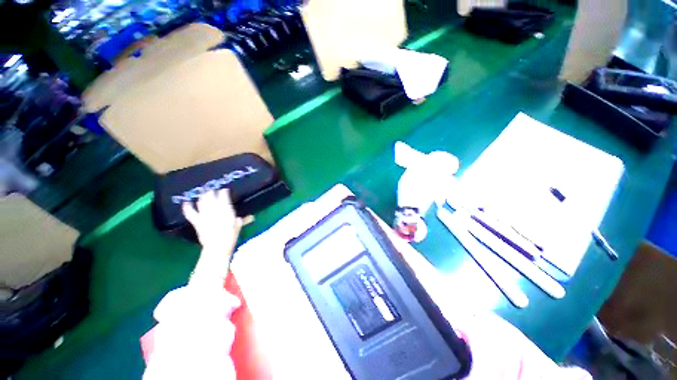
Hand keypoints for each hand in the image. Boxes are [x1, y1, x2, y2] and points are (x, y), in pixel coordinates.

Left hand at [182, 189, 242, 251]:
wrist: (218, 246)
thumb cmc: (231, 236)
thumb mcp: (238, 226)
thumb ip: (243, 220)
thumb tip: (252, 217)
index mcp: (227, 210)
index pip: (224, 198)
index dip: (224, 192)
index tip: (224, 190)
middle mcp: (215, 210)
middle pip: (212, 198)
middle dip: (212, 193)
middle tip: (212, 189)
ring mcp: (205, 215)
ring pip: (202, 203)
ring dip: (202, 197)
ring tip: (203, 193)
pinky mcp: (197, 221)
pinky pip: (191, 213)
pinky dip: (187, 208)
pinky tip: (186, 202)